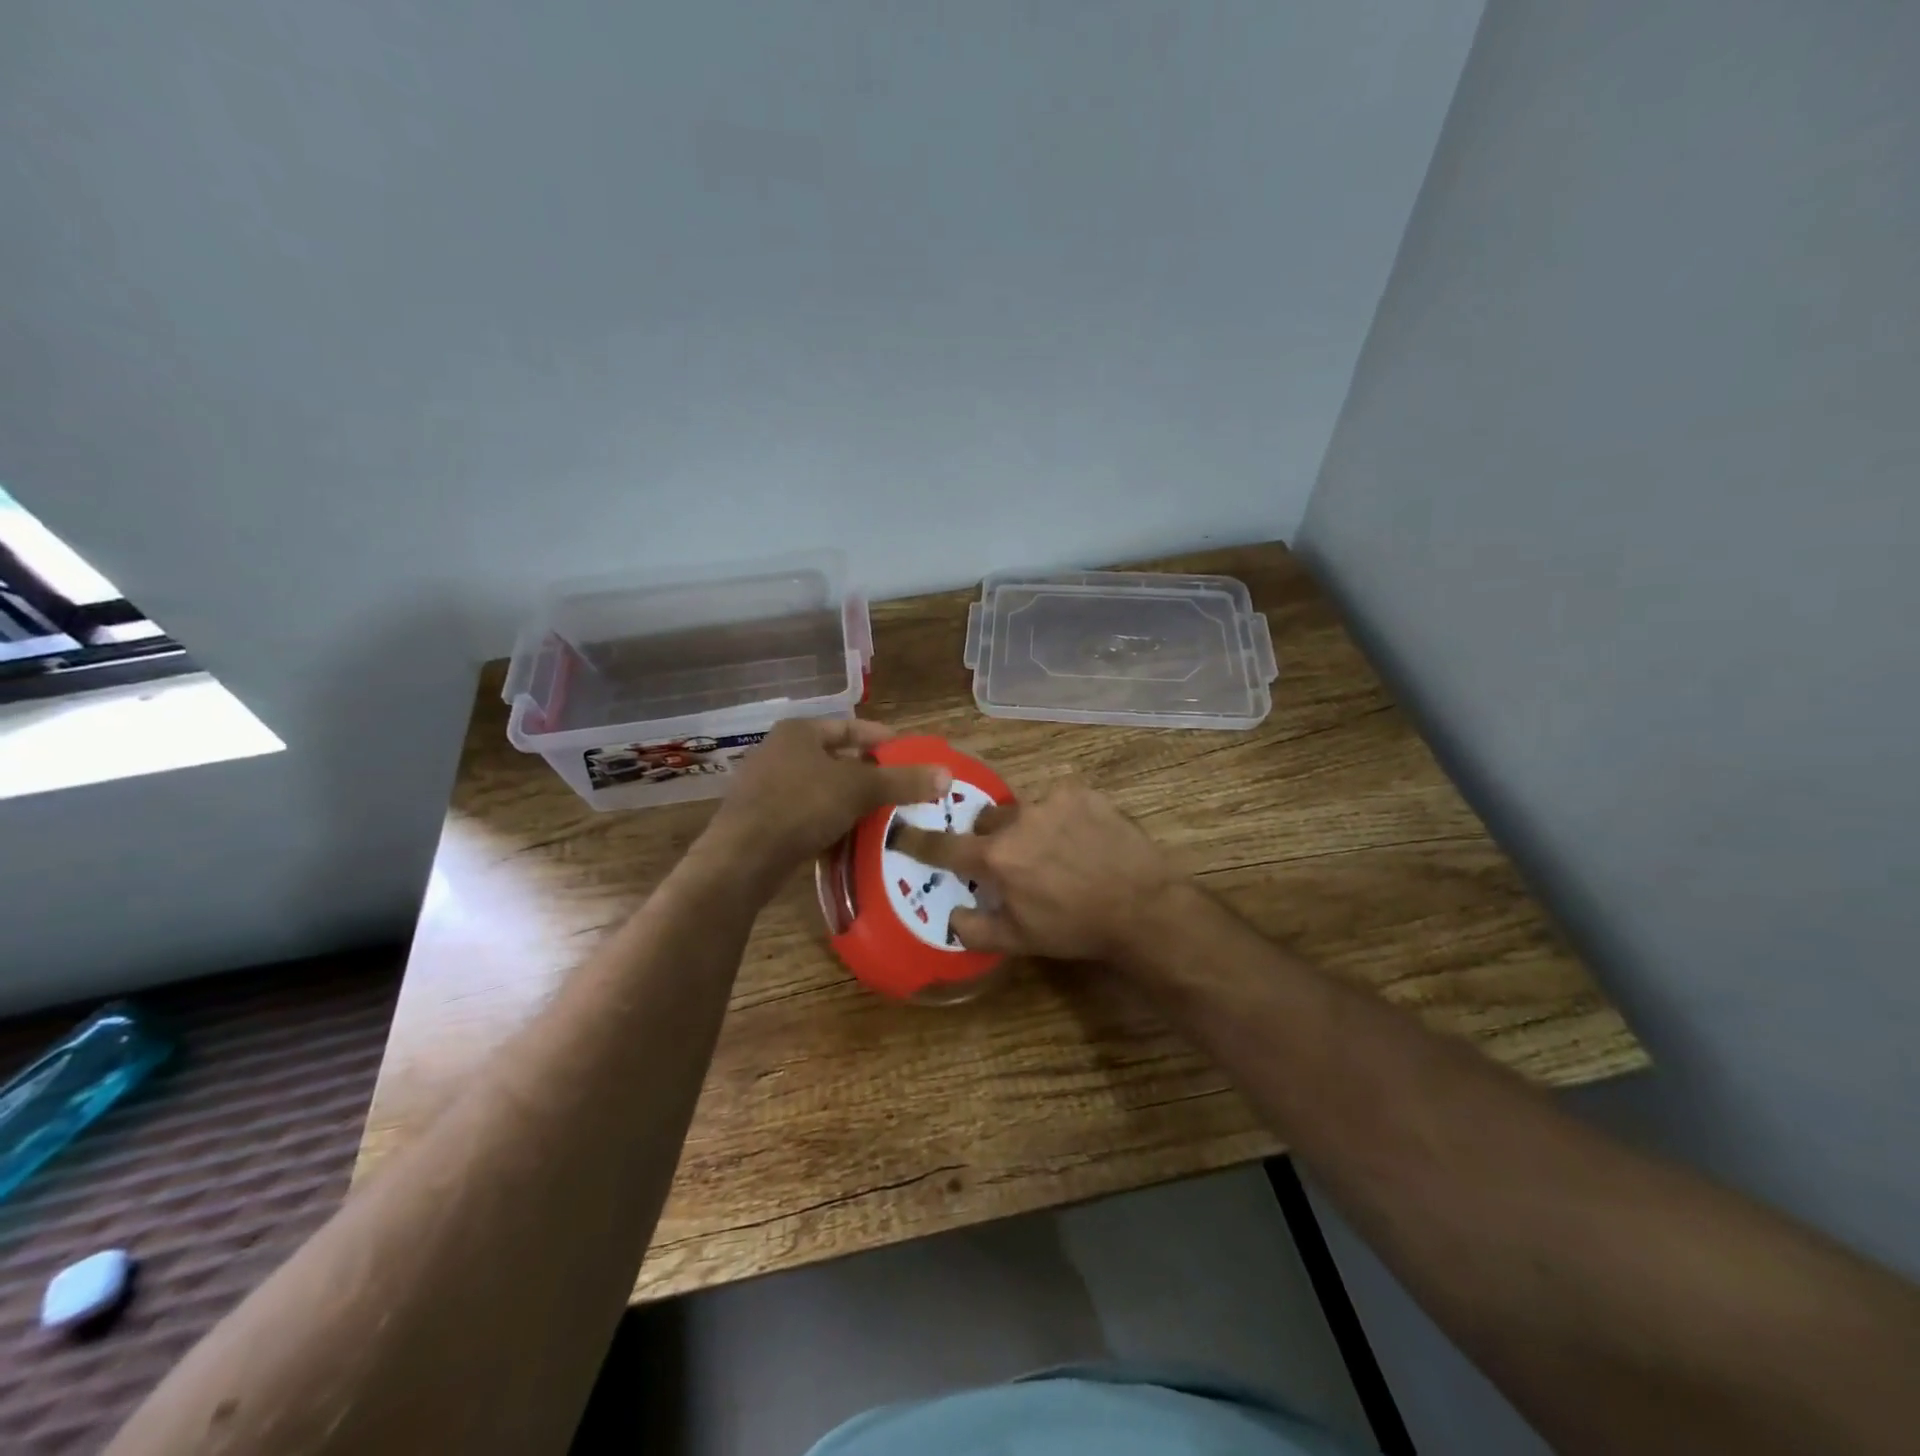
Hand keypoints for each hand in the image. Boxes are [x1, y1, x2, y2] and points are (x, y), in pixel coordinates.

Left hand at [704, 718, 950, 887]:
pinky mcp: (766, 820)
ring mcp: (770, 788)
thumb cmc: (801, 806)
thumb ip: (902, 781)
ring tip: (889, 816)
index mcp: (800, 732)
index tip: (912, 753)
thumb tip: (947, 774)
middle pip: (838, 758)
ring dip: (854, 802)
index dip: (883, 738)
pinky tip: (857, 839)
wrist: (742, 858)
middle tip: (906, 788)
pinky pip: (810, 815)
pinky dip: (834, 823)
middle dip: (872, 774)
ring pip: (825, 790)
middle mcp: (782, 753)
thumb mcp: (858, 789)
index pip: (851, 726)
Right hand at [890, 779, 1184, 962]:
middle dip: (990, 839)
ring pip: (1022, 809)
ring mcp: (1052, 801)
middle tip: (1010, 861)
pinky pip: (1056, 800)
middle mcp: (1018, 820)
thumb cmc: (1076, 927)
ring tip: (1054, 851)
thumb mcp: (1020, 940)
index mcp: (997, 858)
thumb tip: (951, 916)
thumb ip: (975, 929)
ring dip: (1027, 827)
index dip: (919, 842)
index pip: (944, 847)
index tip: (901, 833)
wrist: (1142, 905)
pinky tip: (1080, 839)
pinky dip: (1059, 817)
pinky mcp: (1082, 792)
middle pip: (986, 822)